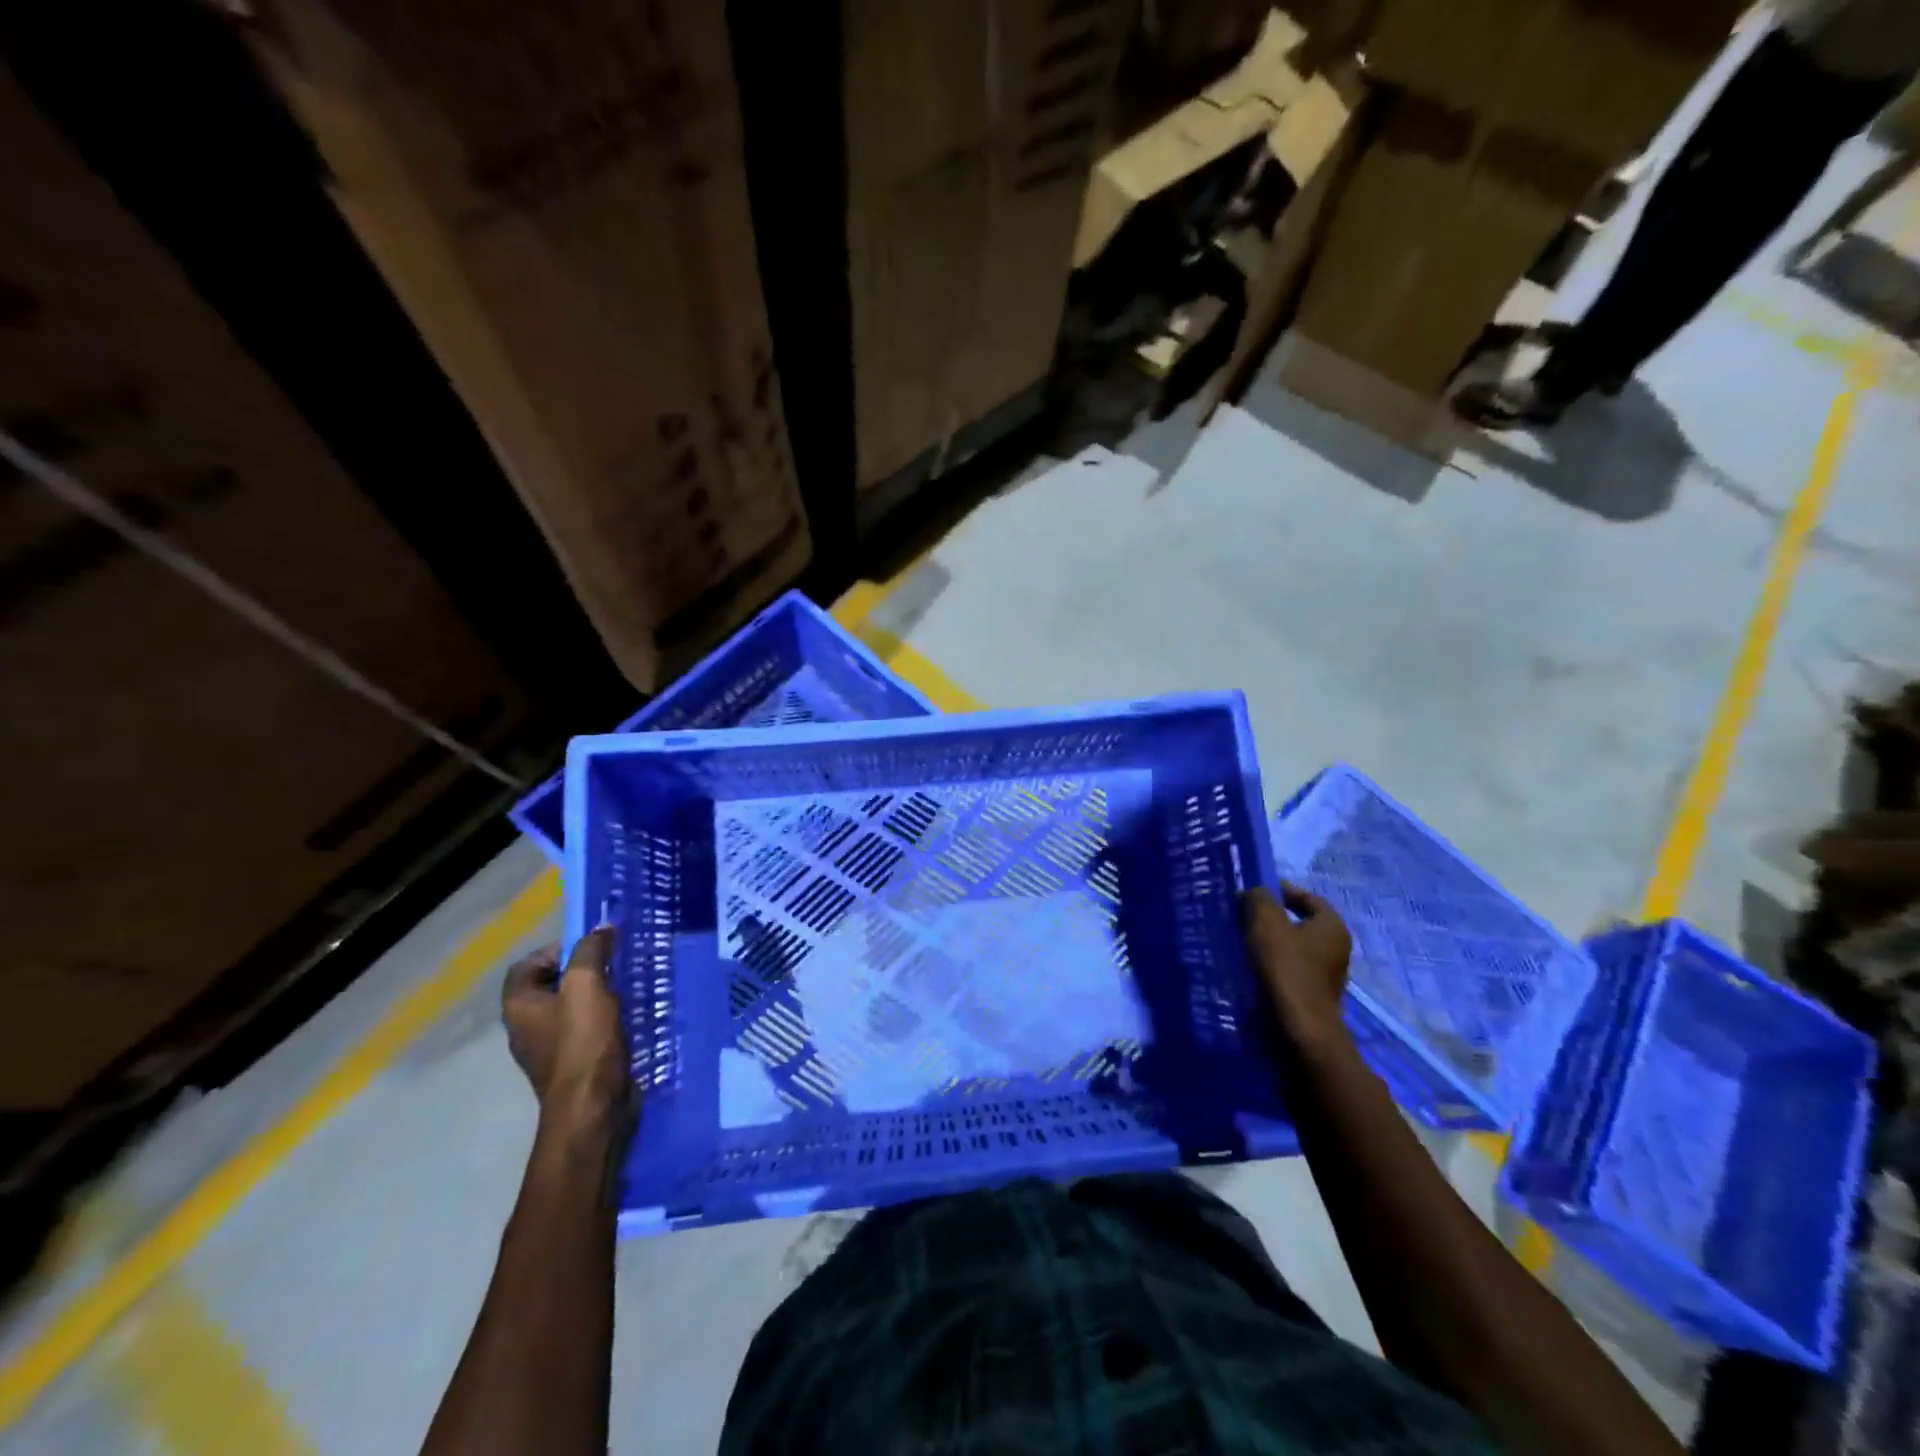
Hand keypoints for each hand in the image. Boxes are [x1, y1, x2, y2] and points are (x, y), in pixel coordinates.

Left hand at [502, 927, 627, 1119]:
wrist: (592, 1107)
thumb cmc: (583, 1042)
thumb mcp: (587, 985)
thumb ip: (591, 951)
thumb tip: (600, 929)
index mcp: (518, 1005)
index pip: (528, 964)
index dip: (558, 950)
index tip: (592, 950)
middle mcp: (526, 1026)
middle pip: (552, 984)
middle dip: (584, 971)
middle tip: (614, 965)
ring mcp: (548, 1048)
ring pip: (572, 1007)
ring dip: (597, 995)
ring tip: (626, 988)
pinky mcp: (572, 1063)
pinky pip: (585, 1029)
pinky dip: (604, 1019)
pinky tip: (628, 1017)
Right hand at [1241, 884, 1352, 1046]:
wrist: (1301, 1028)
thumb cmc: (1287, 968)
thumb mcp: (1267, 923)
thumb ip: (1259, 898)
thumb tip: (1254, 893)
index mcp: (1332, 925)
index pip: (1306, 896)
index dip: (1278, 890)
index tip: (1251, 893)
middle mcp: (1337, 947)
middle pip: (1299, 922)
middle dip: (1271, 917)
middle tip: (1242, 915)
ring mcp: (1328, 973)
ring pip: (1293, 946)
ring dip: (1270, 942)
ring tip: (1241, 941)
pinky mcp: (1314, 993)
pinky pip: (1291, 968)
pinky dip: (1272, 963)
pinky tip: (1251, 967)